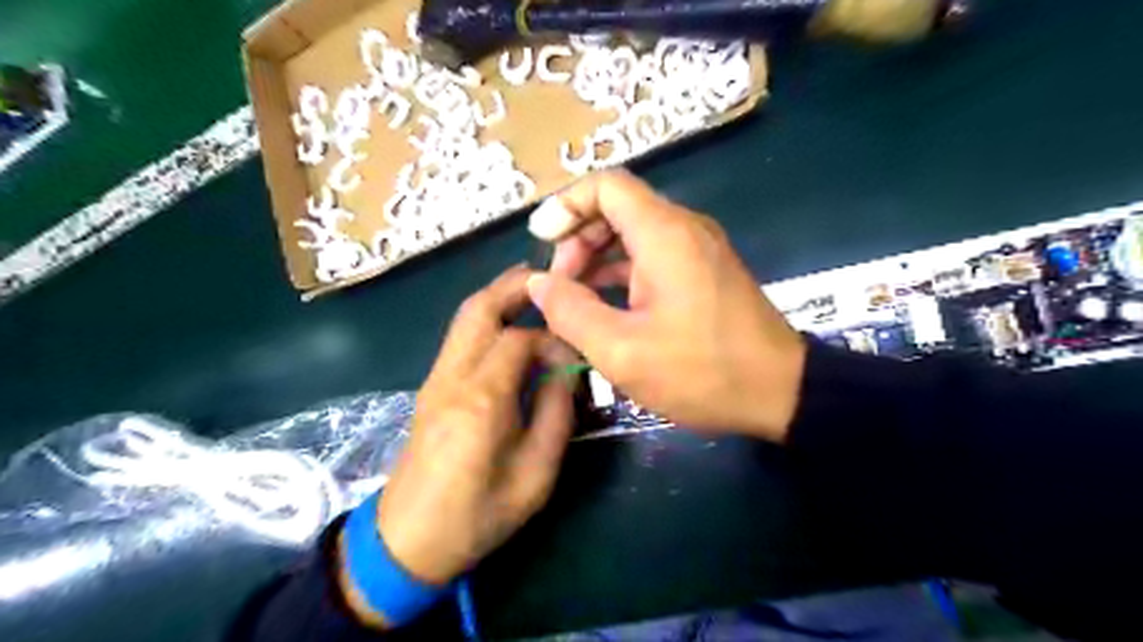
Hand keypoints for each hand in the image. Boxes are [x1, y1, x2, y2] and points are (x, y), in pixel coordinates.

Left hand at [377, 267, 575, 585]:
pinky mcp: (431, 386)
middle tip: (554, 283)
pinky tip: (514, 332)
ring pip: (466, 317)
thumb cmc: (477, 516)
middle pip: (479, 307)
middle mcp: (452, 376)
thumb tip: (568, 369)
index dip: (553, 338)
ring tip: (538, 299)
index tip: (575, 357)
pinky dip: (489, 320)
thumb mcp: (535, 475)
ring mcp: (435, 378)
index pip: (519, 338)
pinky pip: (462, 337)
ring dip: (501, 299)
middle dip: (516, 287)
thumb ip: (556, 414)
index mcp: (481, 400)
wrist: (407, 541)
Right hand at [524, 171, 800, 440]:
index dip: (566, 205)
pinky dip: (623, 271)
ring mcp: (699, 249)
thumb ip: (571, 312)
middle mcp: (684, 229)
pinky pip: (653, 254)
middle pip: (618, 207)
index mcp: (664, 235)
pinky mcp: (706, 271)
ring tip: (575, 298)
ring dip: (598, 257)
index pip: (606, 186)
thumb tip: (539, 283)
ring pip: (634, 232)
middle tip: (559, 284)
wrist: (782, 393)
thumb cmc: (702, 372)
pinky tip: (606, 304)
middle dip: (578, 237)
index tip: (541, 241)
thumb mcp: (622, 351)